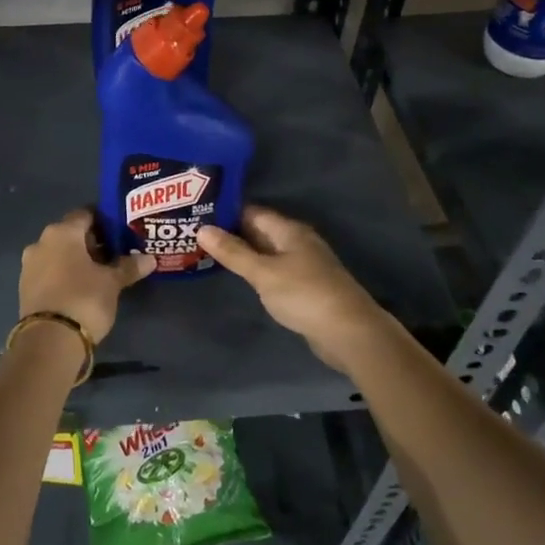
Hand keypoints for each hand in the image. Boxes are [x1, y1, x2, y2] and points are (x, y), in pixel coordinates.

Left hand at [19, 209, 154, 344]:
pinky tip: (81, 288)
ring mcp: (29, 265)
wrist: (49, 341)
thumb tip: (150, 259)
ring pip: (58, 254)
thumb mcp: (112, 283)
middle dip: (91, 243)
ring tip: (100, 274)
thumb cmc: (84, 299)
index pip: (86, 214)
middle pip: (71, 234)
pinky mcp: (25, 287)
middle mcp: (41, 242)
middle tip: (115, 254)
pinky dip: (64, 275)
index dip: (104, 221)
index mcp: (62, 232)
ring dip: (76, 260)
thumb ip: (129, 266)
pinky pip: (49, 272)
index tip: (120, 232)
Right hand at [198, 206, 391, 367]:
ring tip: (207, 254)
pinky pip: (274, 270)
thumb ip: (233, 252)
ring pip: (266, 252)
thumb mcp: (263, 273)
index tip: (197, 214)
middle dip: (231, 233)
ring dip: (243, 253)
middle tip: (195, 234)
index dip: (226, 212)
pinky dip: (256, 271)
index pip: (252, 212)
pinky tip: (238, 277)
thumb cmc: (304, 295)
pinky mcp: (305, 287)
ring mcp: (303, 265)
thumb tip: (202, 228)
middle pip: (259, 231)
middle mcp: (297, 242)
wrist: (349, 332)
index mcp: (289, 230)